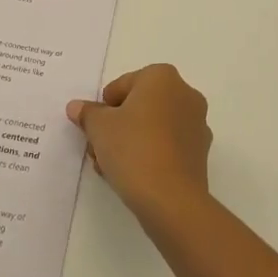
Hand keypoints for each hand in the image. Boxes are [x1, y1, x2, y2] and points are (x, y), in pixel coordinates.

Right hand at [67, 64, 211, 222]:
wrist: (171, 199)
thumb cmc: (133, 149)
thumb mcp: (98, 127)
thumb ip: (87, 113)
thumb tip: (77, 107)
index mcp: (162, 76)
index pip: (122, 85)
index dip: (104, 109)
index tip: (96, 131)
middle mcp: (185, 93)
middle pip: (139, 105)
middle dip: (117, 126)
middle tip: (100, 150)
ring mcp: (197, 123)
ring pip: (153, 126)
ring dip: (131, 141)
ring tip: (112, 168)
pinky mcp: (200, 152)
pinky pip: (168, 145)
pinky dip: (151, 154)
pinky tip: (135, 176)